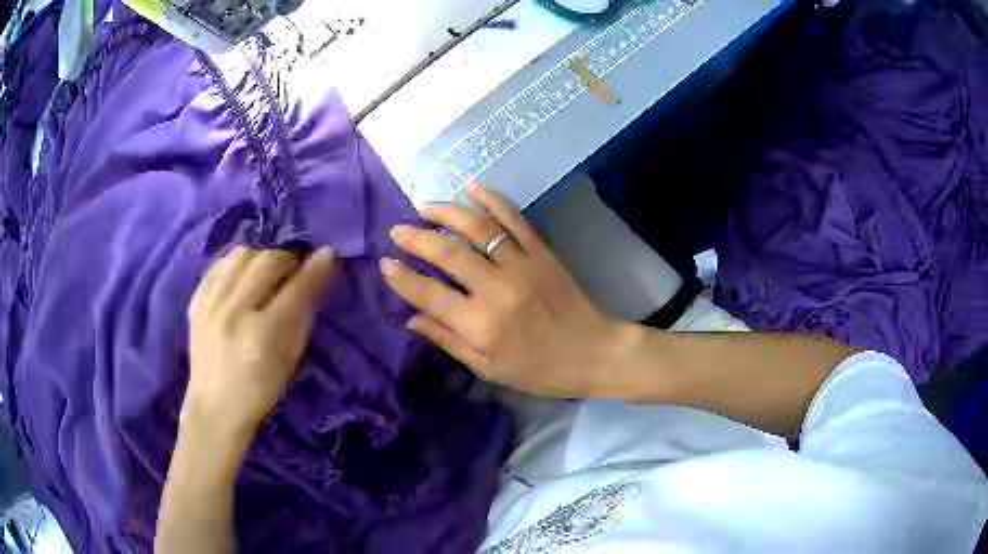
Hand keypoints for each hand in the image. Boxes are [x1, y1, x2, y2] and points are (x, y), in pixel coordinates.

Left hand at [185, 247, 336, 441]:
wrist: (214, 408)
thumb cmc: (259, 392)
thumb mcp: (290, 362)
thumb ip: (302, 318)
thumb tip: (315, 280)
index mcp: (261, 336)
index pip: (295, 290)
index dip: (315, 268)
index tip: (328, 253)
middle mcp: (233, 313)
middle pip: (266, 262)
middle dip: (287, 259)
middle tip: (294, 270)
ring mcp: (210, 305)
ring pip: (240, 256)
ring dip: (260, 257)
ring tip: (266, 272)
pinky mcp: (195, 302)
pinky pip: (218, 265)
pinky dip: (235, 264)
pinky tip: (242, 276)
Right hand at [381, 184, 623, 397]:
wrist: (594, 352)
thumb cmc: (539, 370)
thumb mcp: (488, 367)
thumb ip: (448, 340)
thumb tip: (411, 318)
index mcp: (480, 325)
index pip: (428, 293)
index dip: (402, 277)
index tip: (385, 263)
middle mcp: (497, 289)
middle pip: (447, 252)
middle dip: (416, 237)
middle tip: (398, 229)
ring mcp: (522, 265)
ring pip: (477, 228)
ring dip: (447, 212)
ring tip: (425, 206)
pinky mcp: (542, 251)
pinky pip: (514, 219)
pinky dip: (492, 199)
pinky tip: (472, 188)